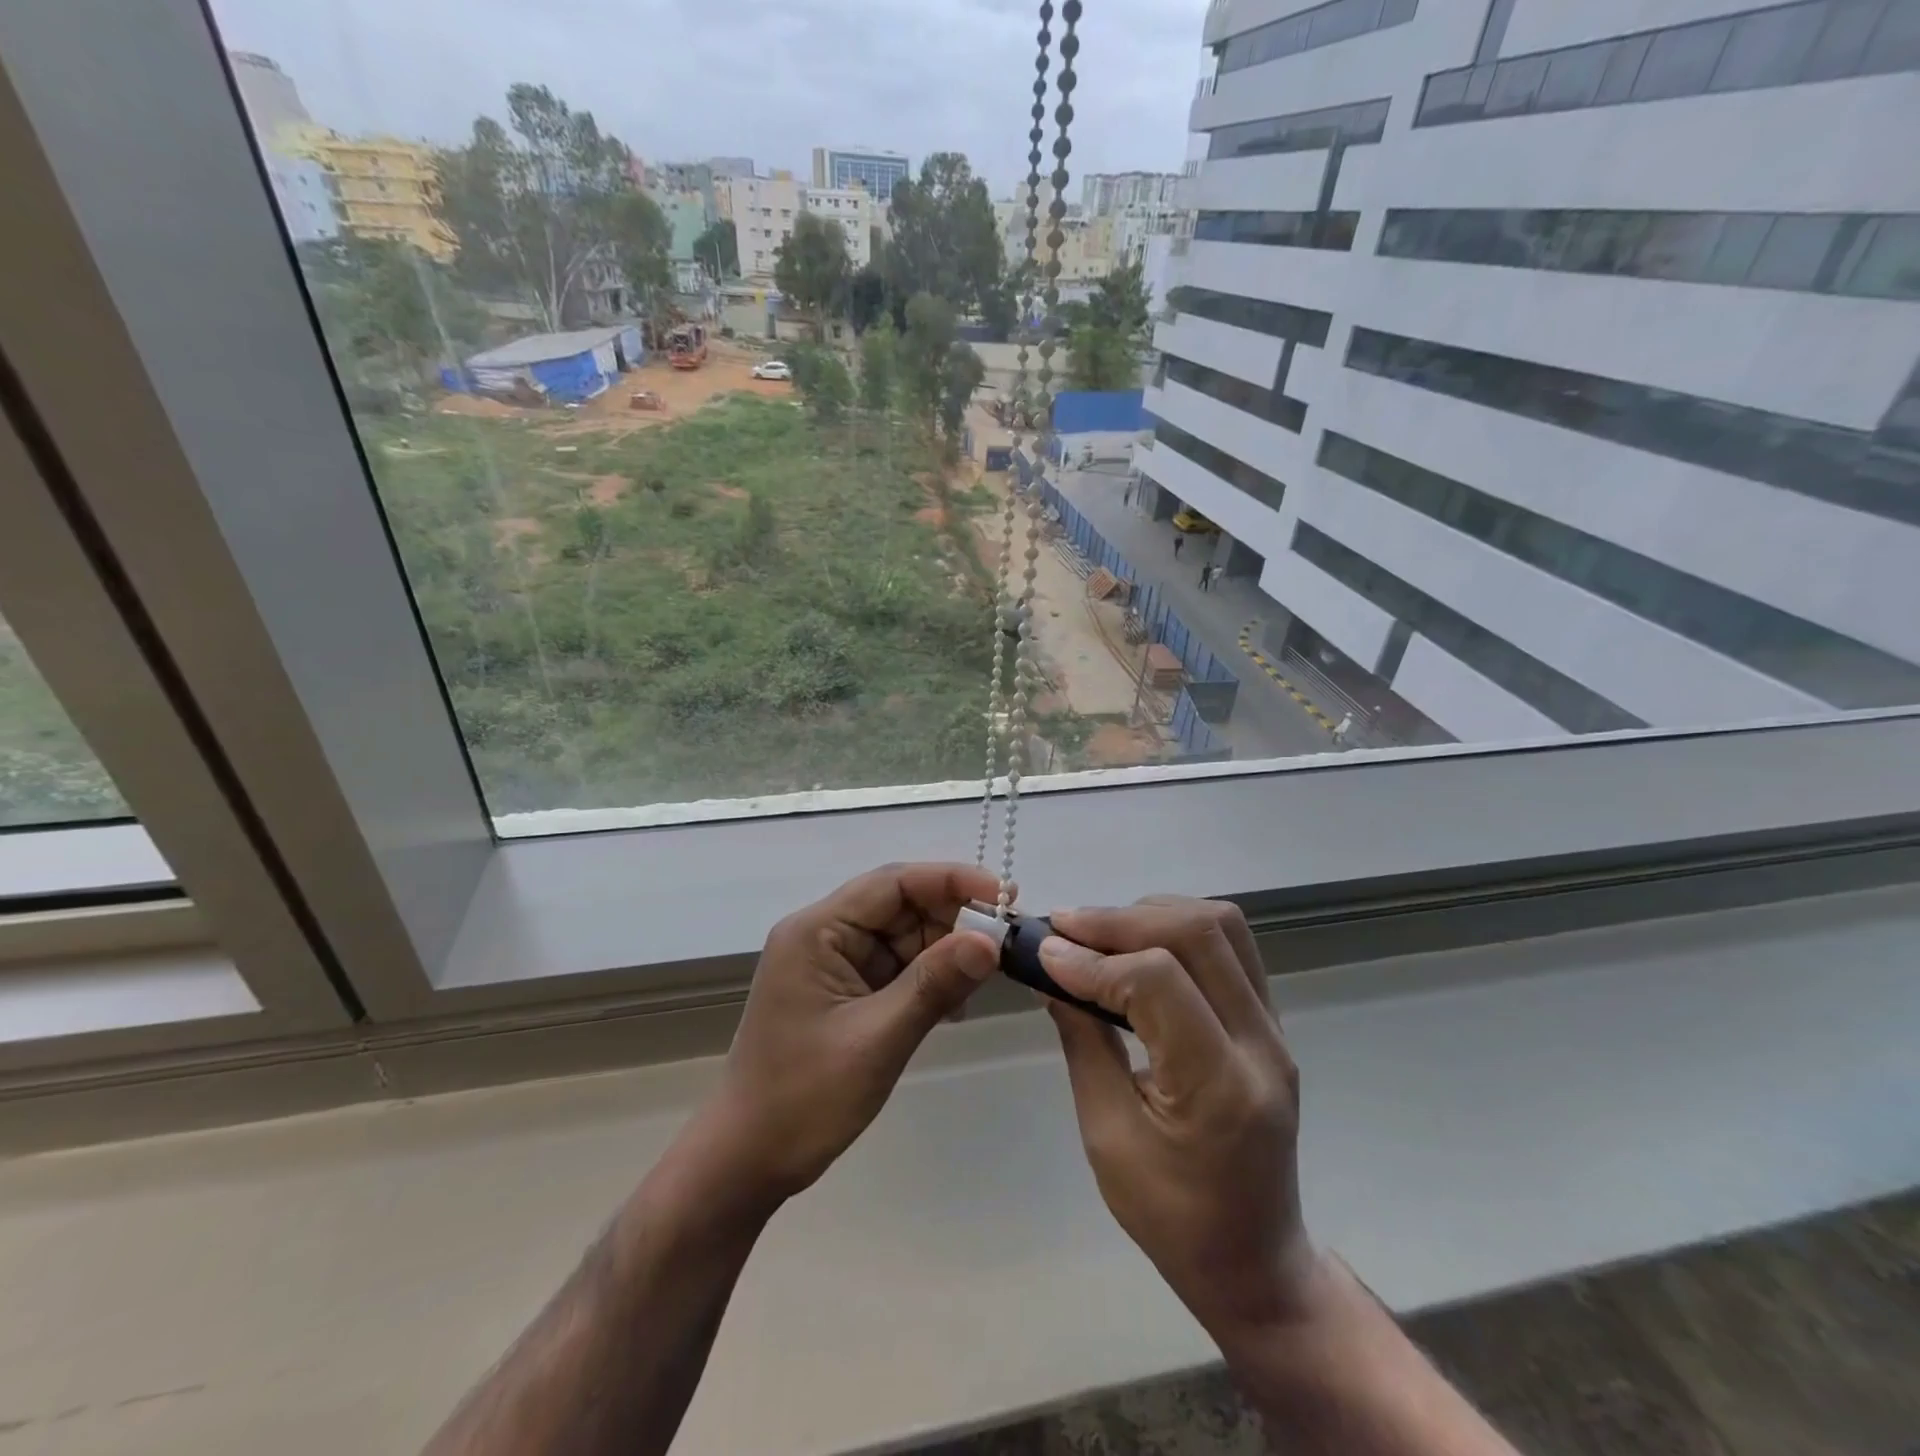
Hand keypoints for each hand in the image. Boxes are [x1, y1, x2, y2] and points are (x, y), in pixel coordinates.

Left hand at [711, 862, 1001, 1205]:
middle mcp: (825, 934)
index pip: (893, 883)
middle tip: (1007, 940)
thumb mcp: (876, 1040)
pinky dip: (930, 978)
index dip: (951, 880)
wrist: (745, 1162)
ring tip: (990, 972)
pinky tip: (957, 1002)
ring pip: (905, 936)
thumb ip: (933, 985)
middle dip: (954, 918)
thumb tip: (990, 940)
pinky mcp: (846, 991)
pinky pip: (898, 967)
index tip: (1004, 895)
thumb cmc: (802, 1099)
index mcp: (817, 930)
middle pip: (901, 905)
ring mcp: (835, 963)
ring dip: (946, 951)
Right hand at [1040, 898, 1321, 1342]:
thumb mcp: (1107, 1137)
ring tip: (1099, 933)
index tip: (1044, 955)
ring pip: (1221, 925)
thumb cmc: (1172, 1217)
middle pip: (1198, 933)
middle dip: (1121, 919)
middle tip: (1064, 926)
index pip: (1159, 982)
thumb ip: (1083, 1043)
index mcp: (1221, 1086)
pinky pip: (1230, 945)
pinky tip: (1136, 945)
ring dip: (1153, 914)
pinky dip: (1177, 928)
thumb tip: (1051, 972)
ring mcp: (1274, 1027)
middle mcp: (1261, 1043)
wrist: (1254, 1259)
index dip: (1095, 960)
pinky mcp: (1270, 1020)